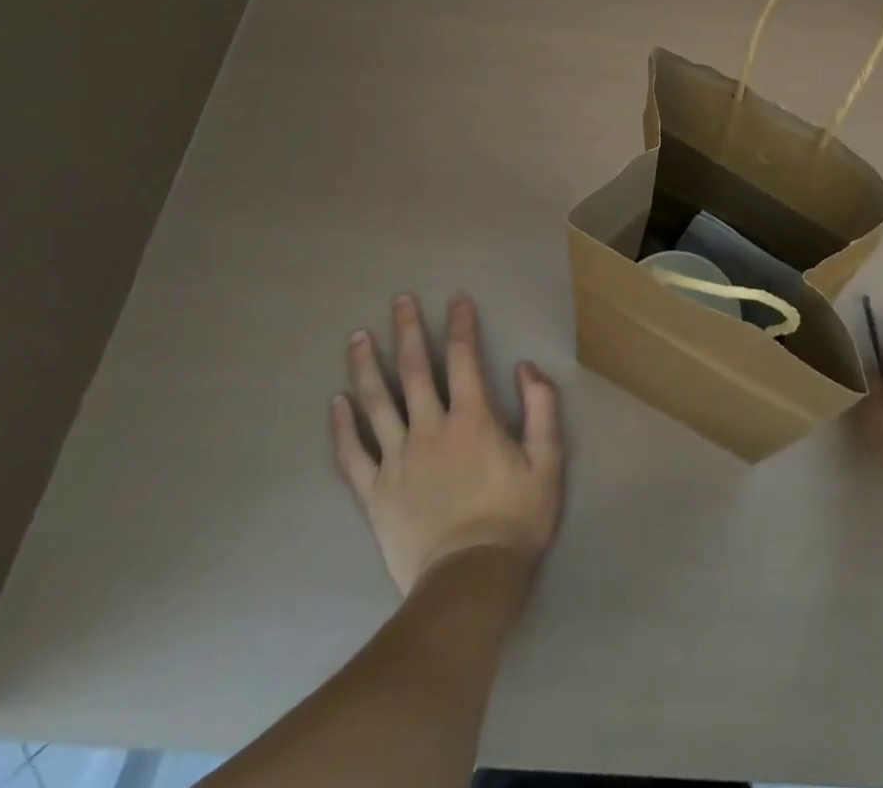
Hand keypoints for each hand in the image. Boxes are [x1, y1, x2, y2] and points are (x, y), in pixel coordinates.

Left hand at [330, 293, 562, 594]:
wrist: (469, 581)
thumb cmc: (514, 518)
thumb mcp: (547, 460)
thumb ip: (541, 408)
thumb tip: (524, 367)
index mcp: (471, 418)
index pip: (463, 358)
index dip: (460, 324)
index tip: (456, 300)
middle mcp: (429, 428)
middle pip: (413, 369)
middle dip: (407, 330)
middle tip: (399, 300)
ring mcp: (396, 460)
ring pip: (376, 403)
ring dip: (365, 366)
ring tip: (357, 336)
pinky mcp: (375, 492)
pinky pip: (352, 454)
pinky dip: (342, 426)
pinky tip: (335, 403)